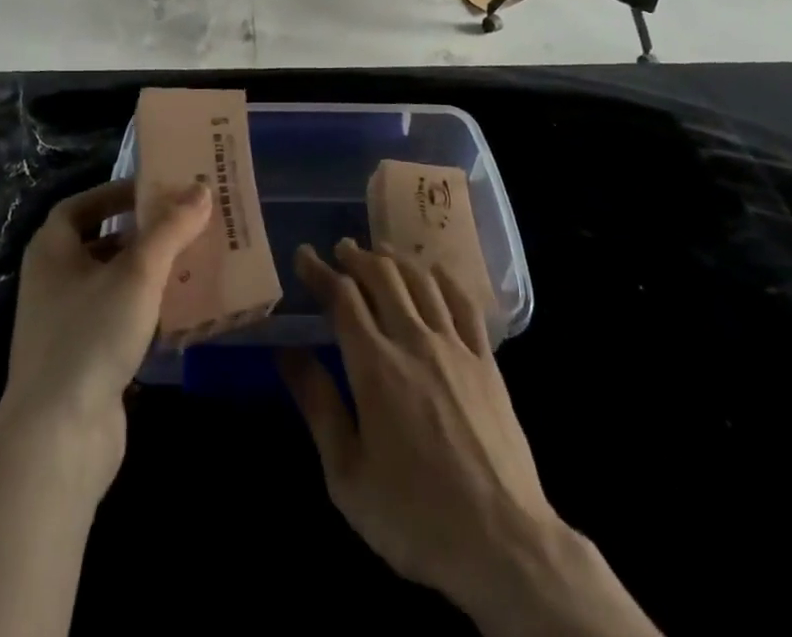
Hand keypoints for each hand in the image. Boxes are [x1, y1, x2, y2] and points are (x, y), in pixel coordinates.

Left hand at [1, 178, 210, 497]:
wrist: (58, 438)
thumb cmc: (91, 335)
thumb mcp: (138, 273)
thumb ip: (171, 228)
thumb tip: (201, 189)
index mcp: (51, 251)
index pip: (81, 206)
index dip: (116, 193)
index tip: (156, 190)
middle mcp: (52, 282)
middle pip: (100, 242)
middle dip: (141, 232)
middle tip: (184, 223)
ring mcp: (65, 325)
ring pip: (112, 283)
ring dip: (148, 271)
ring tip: (191, 260)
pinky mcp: (83, 361)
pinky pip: (118, 319)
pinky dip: (146, 308)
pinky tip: (179, 310)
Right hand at [278, 240, 658, 636]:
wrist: (503, 543)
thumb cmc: (414, 516)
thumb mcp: (347, 475)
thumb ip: (318, 405)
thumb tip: (288, 353)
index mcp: (375, 366)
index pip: (342, 298)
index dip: (320, 271)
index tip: (304, 255)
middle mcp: (414, 341)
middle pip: (382, 276)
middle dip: (357, 257)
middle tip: (340, 249)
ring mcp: (455, 347)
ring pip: (421, 281)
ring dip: (395, 259)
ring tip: (379, 252)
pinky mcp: (487, 361)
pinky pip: (464, 302)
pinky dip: (443, 278)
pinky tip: (434, 273)